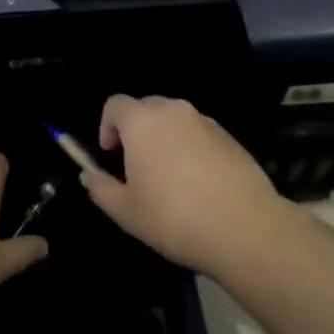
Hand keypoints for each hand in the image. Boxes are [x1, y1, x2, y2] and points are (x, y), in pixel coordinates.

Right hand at [82, 95, 285, 277]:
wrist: (246, 229)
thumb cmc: (174, 217)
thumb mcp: (126, 211)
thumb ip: (100, 188)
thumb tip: (88, 175)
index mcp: (142, 121)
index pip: (114, 105)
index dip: (106, 126)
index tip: (111, 155)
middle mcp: (173, 111)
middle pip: (145, 108)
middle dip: (135, 131)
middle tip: (137, 167)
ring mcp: (205, 122)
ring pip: (174, 121)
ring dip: (164, 139)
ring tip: (170, 179)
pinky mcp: (230, 138)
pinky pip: (199, 134)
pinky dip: (191, 149)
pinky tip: (199, 185)